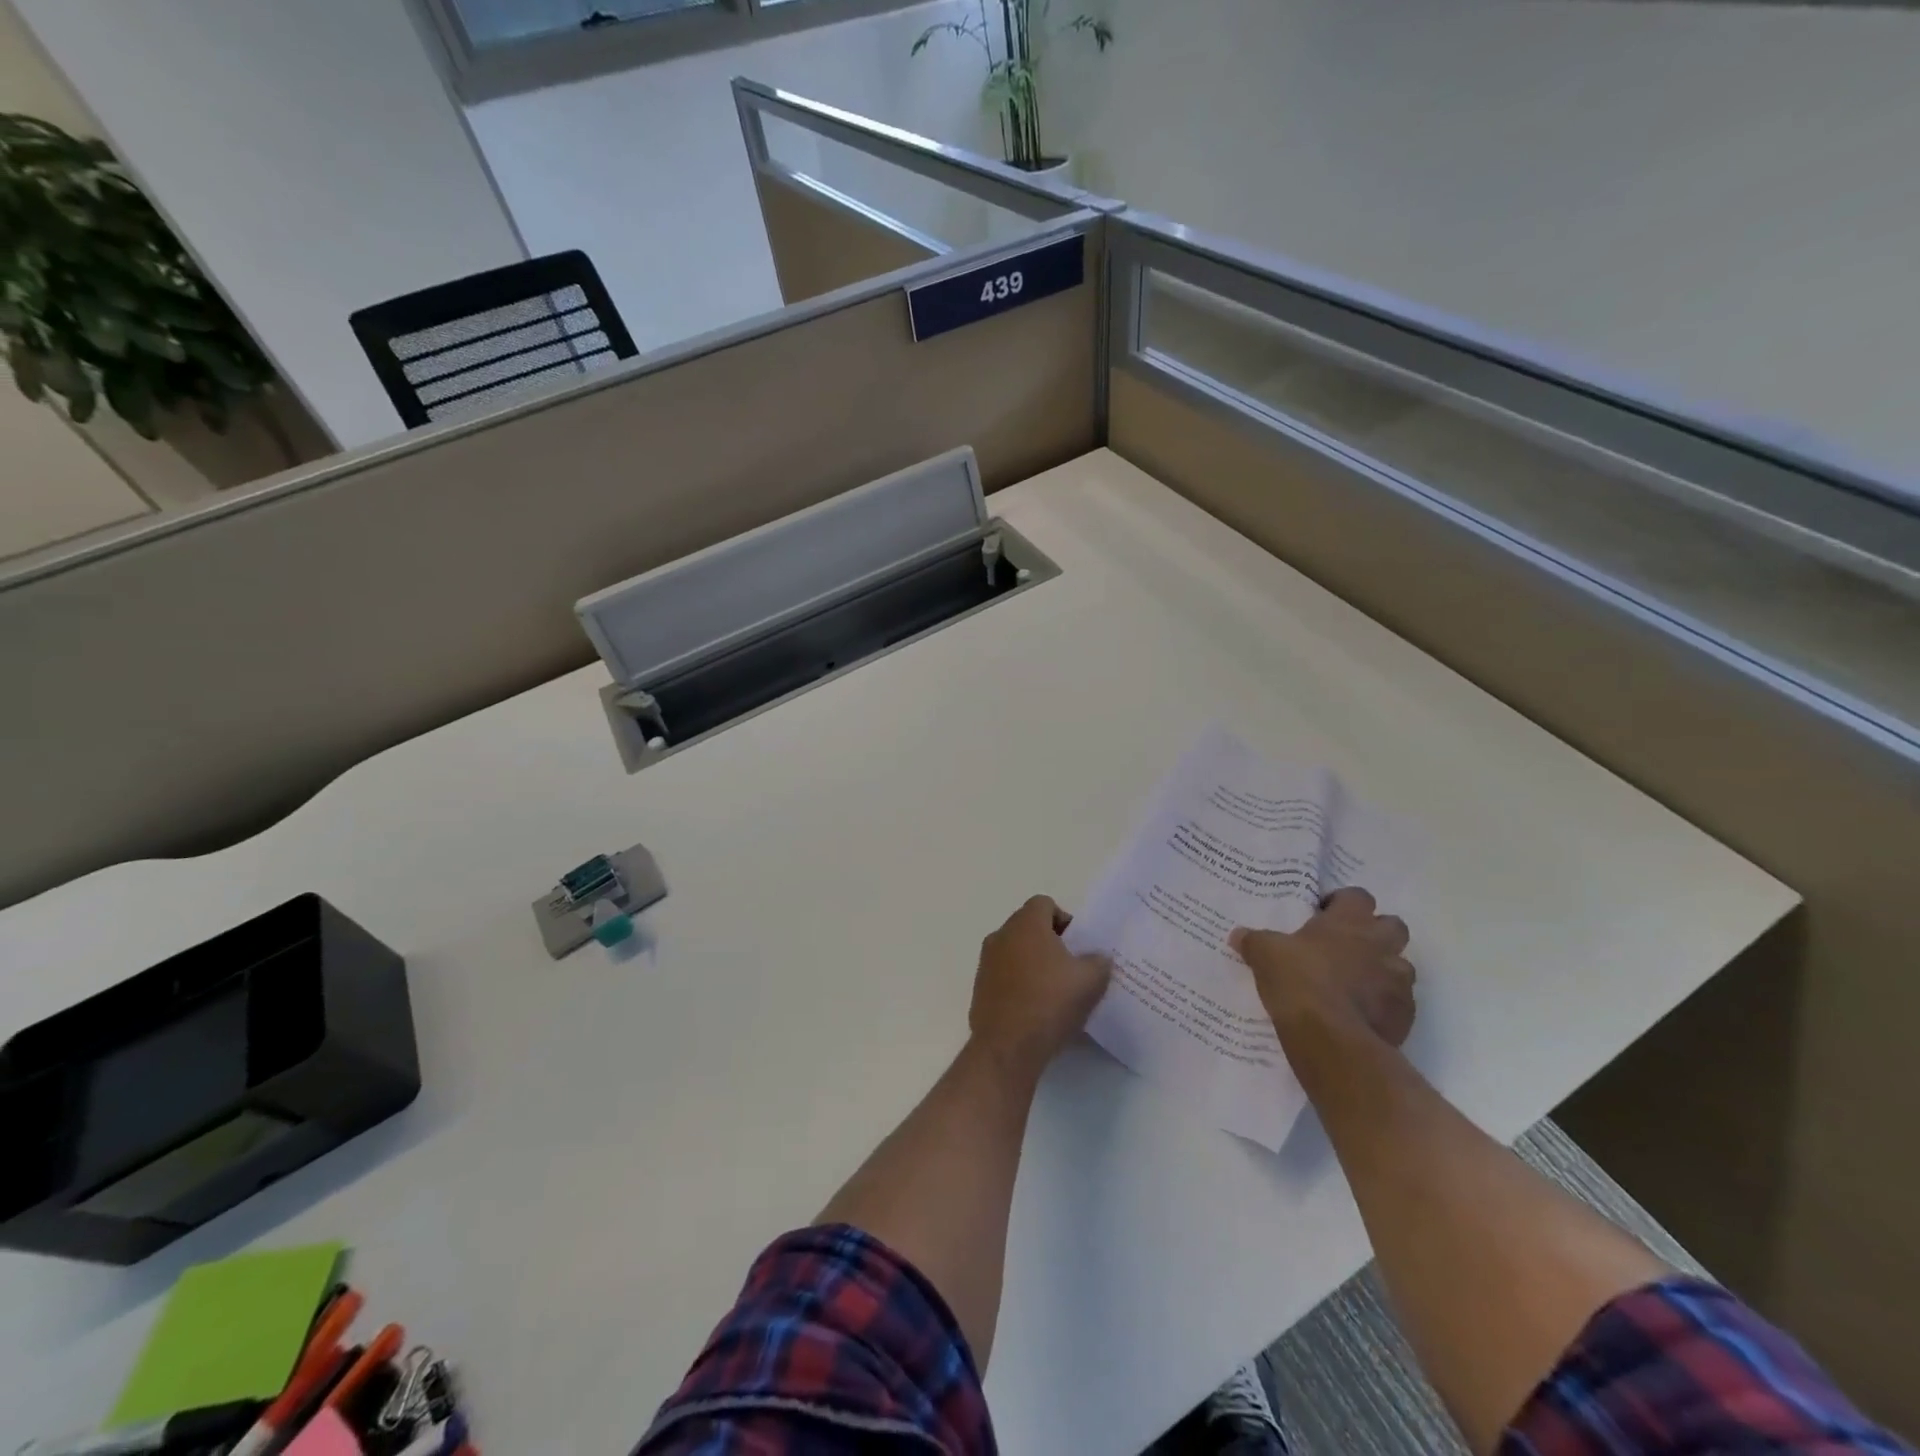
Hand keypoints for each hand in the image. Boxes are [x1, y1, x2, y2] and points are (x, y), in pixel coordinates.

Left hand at [969, 896, 1111, 1081]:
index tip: (1078, 945)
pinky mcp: (979, 987)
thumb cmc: (1050, 1002)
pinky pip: (1004, 975)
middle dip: (1051, 942)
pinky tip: (1036, 1009)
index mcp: (1026, 924)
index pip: (1045, 904)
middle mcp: (1001, 935)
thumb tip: (1098, 957)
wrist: (1007, 1046)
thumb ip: (1099, 961)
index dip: (1065, 920)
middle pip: (1029, 927)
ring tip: (1055, 991)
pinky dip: (1019, 983)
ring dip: (1034, 963)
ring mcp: (986, 962)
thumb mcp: (1090, 980)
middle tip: (1072, 967)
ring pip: (1016, 951)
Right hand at [1232, 888, 1415, 1047]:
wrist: (1331, 1038)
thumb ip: (1254, 941)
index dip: (1342, 902)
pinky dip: (1384, 1004)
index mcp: (1348, 922)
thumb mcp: (1265, 954)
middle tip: (1347, 946)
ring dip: (1383, 970)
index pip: (1357, 896)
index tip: (1323, 914)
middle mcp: (1380, 945)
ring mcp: (1398, 981)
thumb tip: (1238, 935)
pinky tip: (1360, 1014)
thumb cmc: (1299, 980)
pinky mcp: (1405, 1015)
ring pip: (1400, 966)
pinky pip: (1399, 1001)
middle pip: (1393, 925)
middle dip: (1376, 933)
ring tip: (1355, 984)